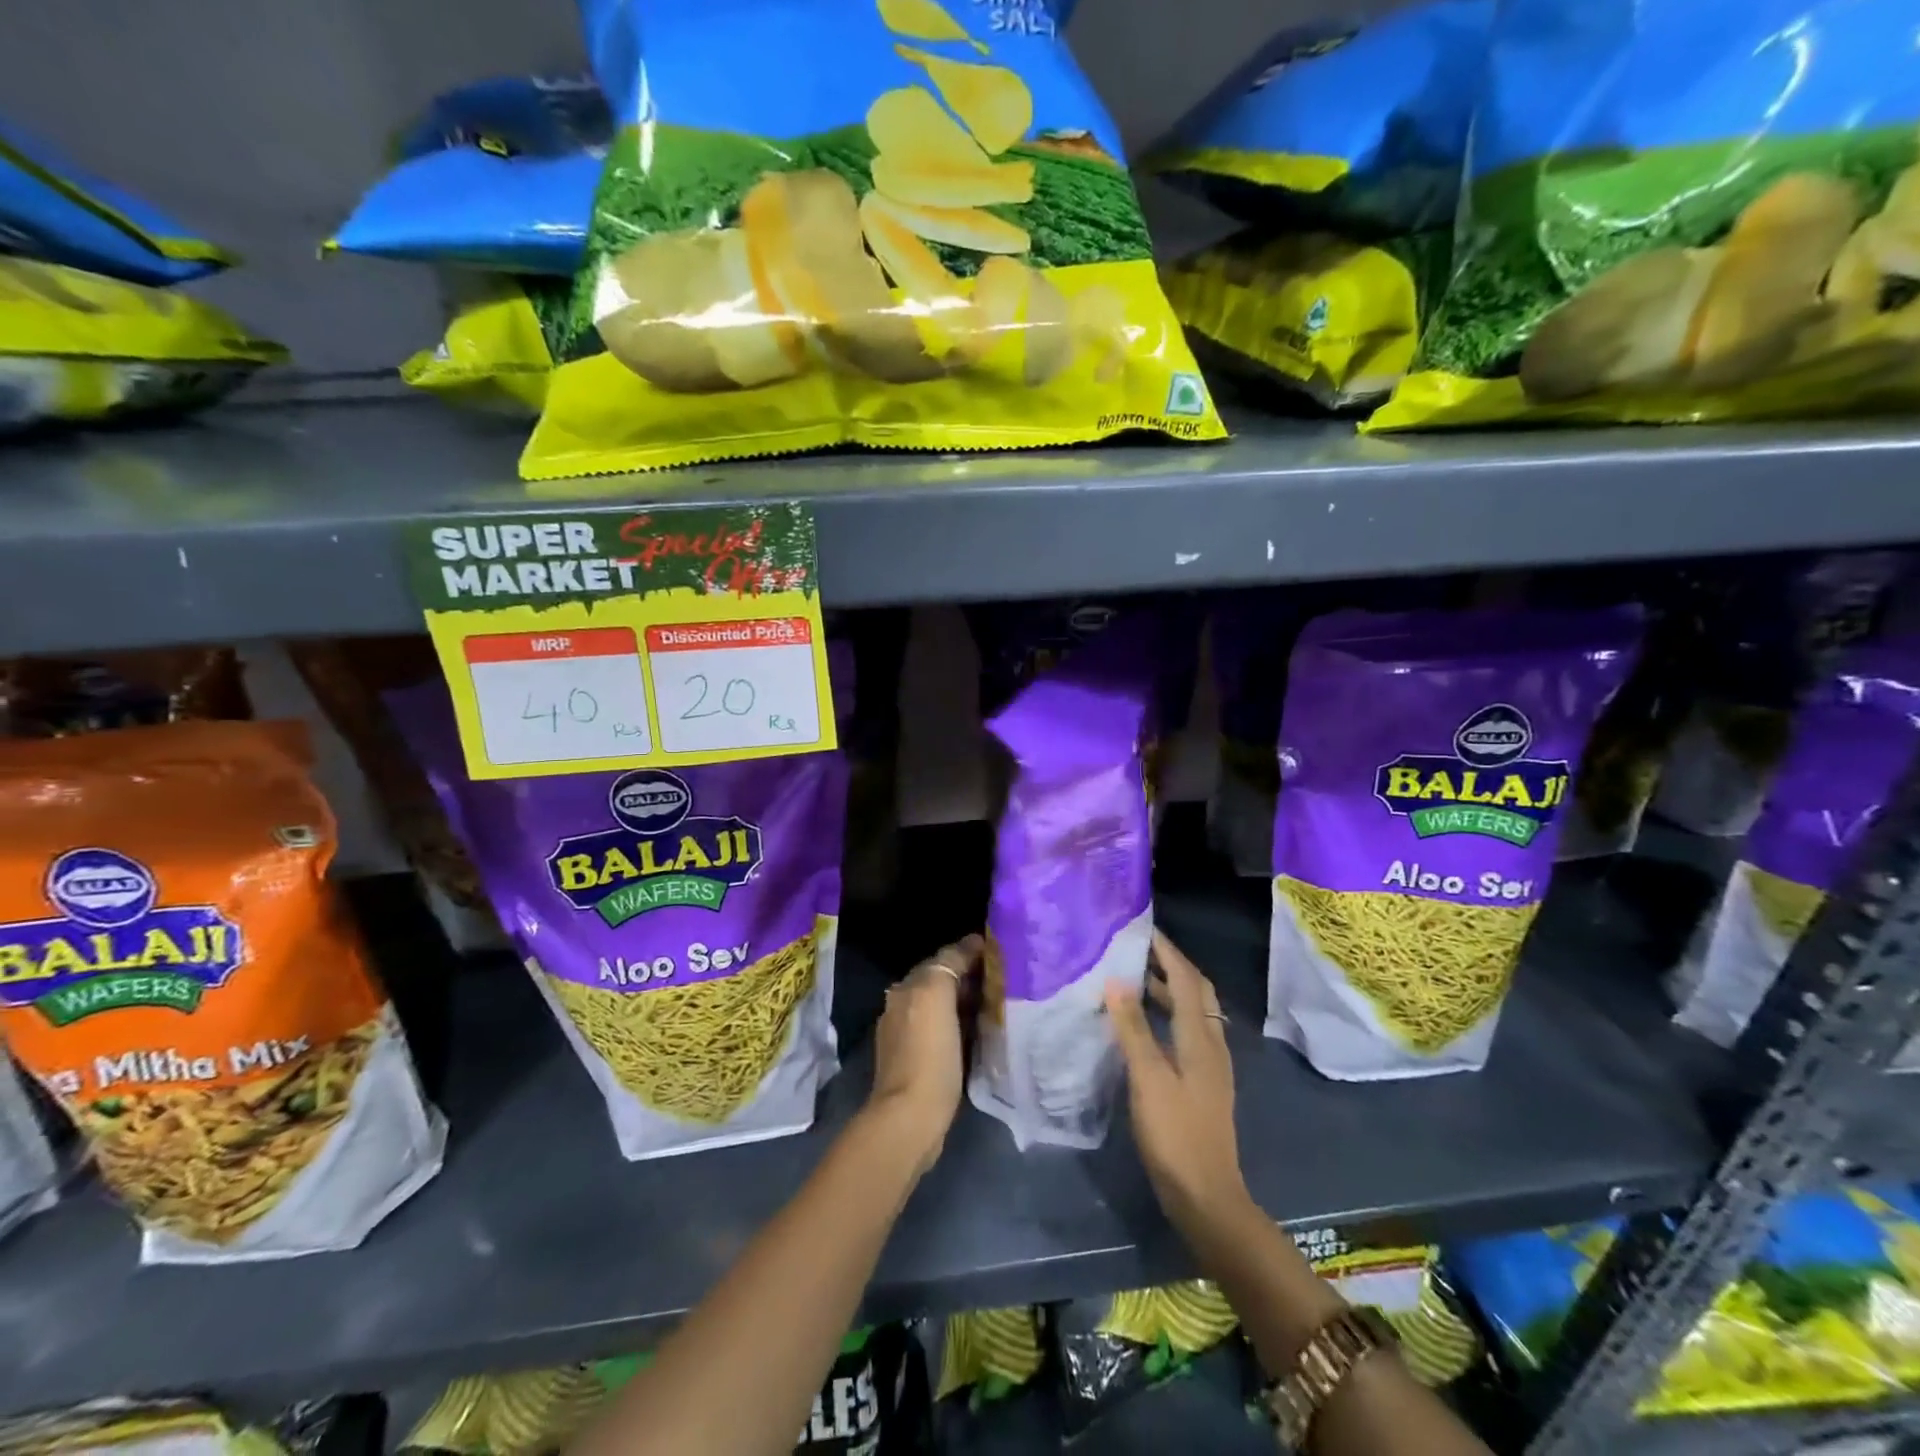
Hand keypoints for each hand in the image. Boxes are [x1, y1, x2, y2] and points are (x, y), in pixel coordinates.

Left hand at [865, 935, 982, 1176]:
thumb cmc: (928, 1054)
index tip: (998, 951)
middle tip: (1003, 977)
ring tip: (998, 1002)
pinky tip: (980, 1032)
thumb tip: (968, 945)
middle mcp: (902, 1007)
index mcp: (905, 988)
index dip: (968, 952)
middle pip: (941, 982)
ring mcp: (908, 1038)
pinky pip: (946, 1031)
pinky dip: (962, 1025)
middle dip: (968, 976)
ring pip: (944, 1007)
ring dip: (966, 1002)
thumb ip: (948, 964)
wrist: (910, 1118)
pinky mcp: (920, 1064)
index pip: (941, 958)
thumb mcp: (936, 996)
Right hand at [1106, 930, 1250, 1239]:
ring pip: (1192, 1013)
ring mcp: (1210, 1066)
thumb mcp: (1148, 1078)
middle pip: (1196, 992)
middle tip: (1137, 950)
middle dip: (1171, 965)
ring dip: (1168, 991)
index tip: (1143, 928)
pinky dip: (1167, 1016)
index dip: (1167, 951)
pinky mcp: (1202, 1083)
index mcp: (1200, 1038)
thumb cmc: (1175, 1133)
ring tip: (1133, 979)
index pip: (1186, 979)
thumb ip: (1133, 1028)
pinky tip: (1143, 1027)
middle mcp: (1211, 1044)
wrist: (1207, 1196)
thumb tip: (1116, 981)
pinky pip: (1186, 1033)